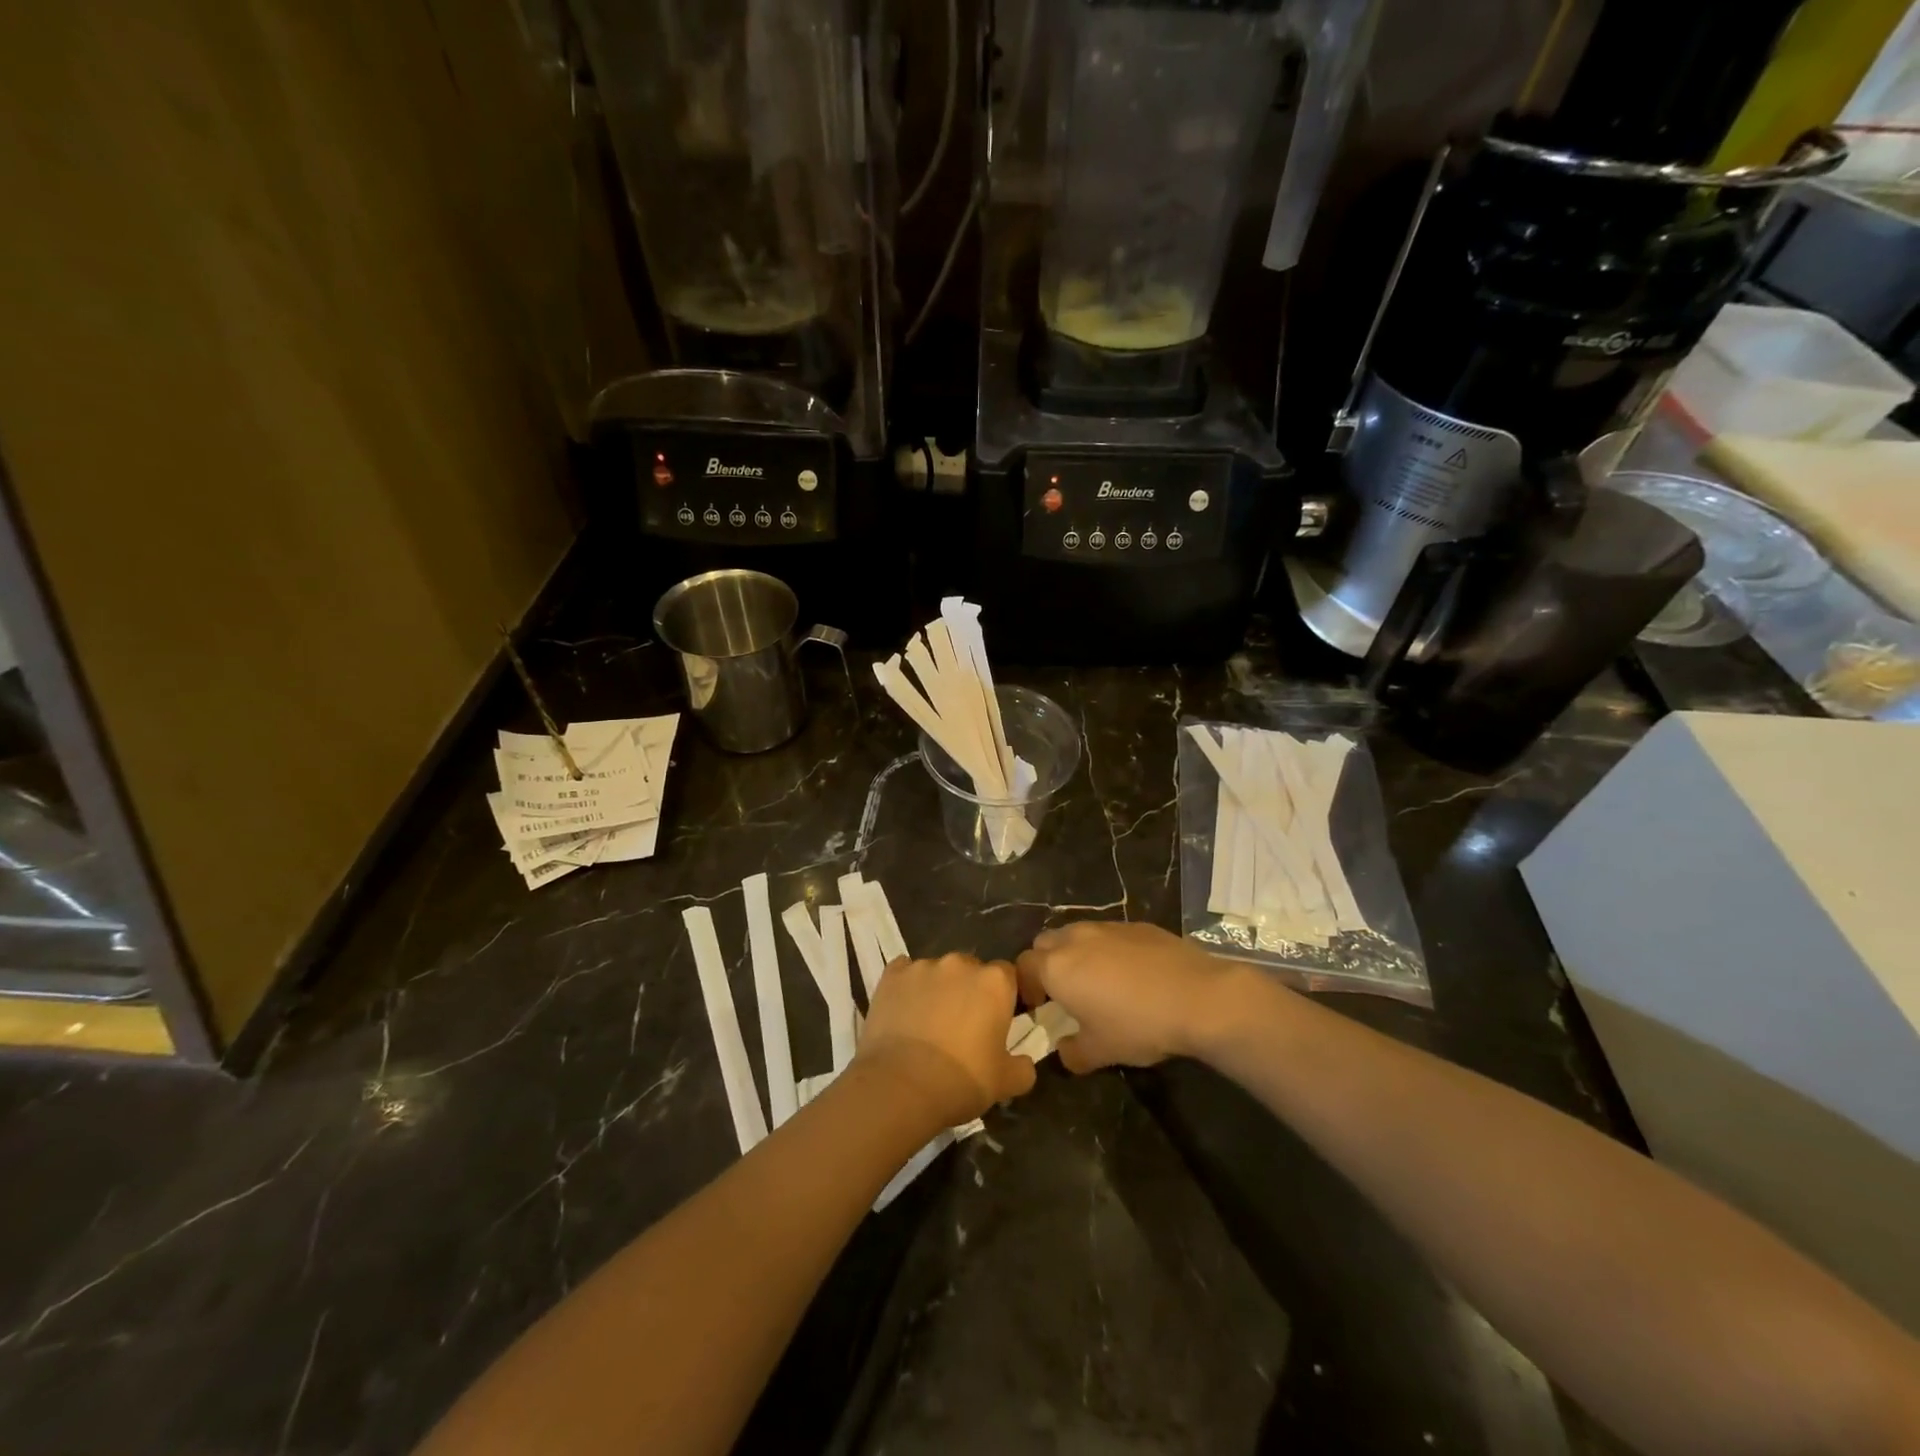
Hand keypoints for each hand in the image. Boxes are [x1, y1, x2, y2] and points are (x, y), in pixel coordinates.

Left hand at [856, 953, 1036, 1129]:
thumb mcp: (1006, 1083)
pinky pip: (904, 972)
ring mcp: (923, 966)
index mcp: (994, 982)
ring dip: (938, 989)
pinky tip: (903, 1010)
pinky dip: (906, 987)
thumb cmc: (961, 1081)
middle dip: (969, 990)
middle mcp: (960, 964)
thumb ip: (1023, 1067)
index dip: (1003, 996)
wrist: (901, 1086)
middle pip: (971, 970)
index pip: (1008, 975)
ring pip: (937, 971)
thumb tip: (1025, 1063)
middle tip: (962, 1024)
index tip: (997, 1020)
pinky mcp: (892, 975)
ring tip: (927, 1022)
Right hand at [1016, 922, 1241, 1072]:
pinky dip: (1109, 949)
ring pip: (1078, 933)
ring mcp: (1108, 927)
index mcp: (1057, 967)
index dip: (1026, 985)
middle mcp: (1076, 938)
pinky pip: (1110, 934)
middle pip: (1046, 942)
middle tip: (1065, 991)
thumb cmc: (1138, 1025)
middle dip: (1048, 963)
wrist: (1198, 997)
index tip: (1041, 1006)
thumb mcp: (1100, 1052)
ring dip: (1078, 953)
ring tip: (1100, 981)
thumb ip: (1073, 1053)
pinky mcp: (1137, 925)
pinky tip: (1133, 974)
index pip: (1023, 965)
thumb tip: (1064, 1052)